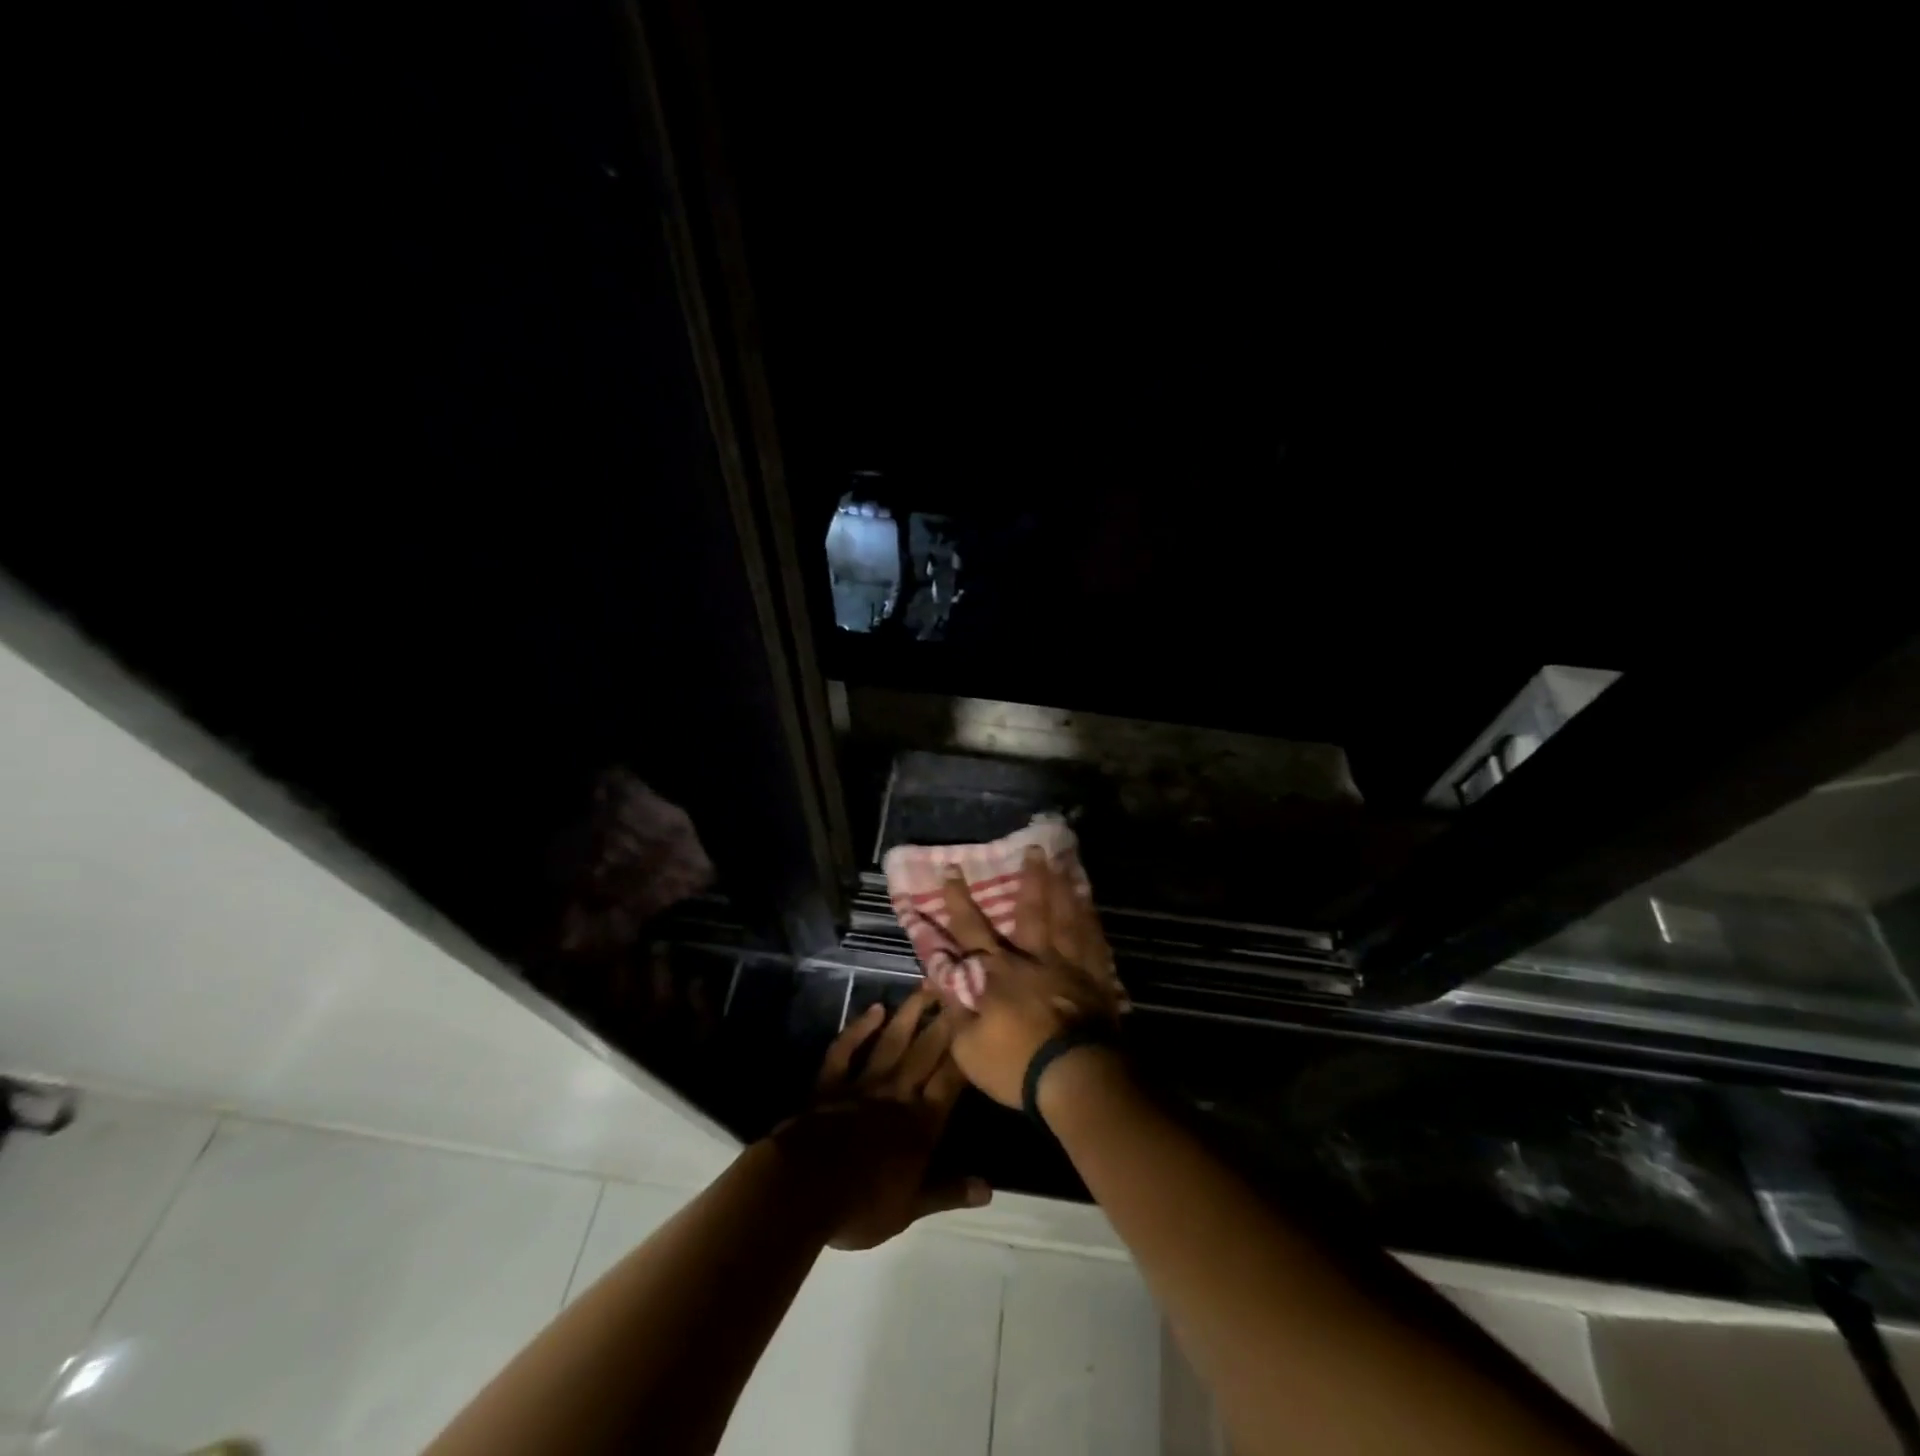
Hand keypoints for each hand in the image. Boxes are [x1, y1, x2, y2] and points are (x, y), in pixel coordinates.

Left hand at [774, 987, 989, 1249]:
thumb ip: (949, 1191)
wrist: (803, 1188)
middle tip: (959, 989)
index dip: (966, 1053)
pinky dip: (859, 1028)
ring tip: (925, 986)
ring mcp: (863, 1083)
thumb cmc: (862, 1203)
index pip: (951, 1081)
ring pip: (892, 1041)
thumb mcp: (911, 1208)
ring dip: (909, 1013)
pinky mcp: (830, 1082)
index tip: (980, 1023)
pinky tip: (874, 1009)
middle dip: (944, 1021)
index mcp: (921, 1124)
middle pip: (926, 1051)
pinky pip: (847, 1049)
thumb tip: (988, 1189)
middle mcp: (897, 1094)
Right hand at [931, 847, 1124, 1107]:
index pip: (971, 929)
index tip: (952, 869)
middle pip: (1031, 911)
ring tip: (1066, 862)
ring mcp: (1069, 967)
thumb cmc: (1017, 1065)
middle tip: (1034, 848)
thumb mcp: (967, 1047)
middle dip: (1030, 879)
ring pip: (1066, 918)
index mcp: (998, 973)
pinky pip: (1094, 942)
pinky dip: (1091, 920)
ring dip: (1064, 888)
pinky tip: (1091, 905)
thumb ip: (954, 1008)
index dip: (958, 900)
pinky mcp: (1096, 981)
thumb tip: (940, 977)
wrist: (1076, 1080)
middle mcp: (1034, 959)